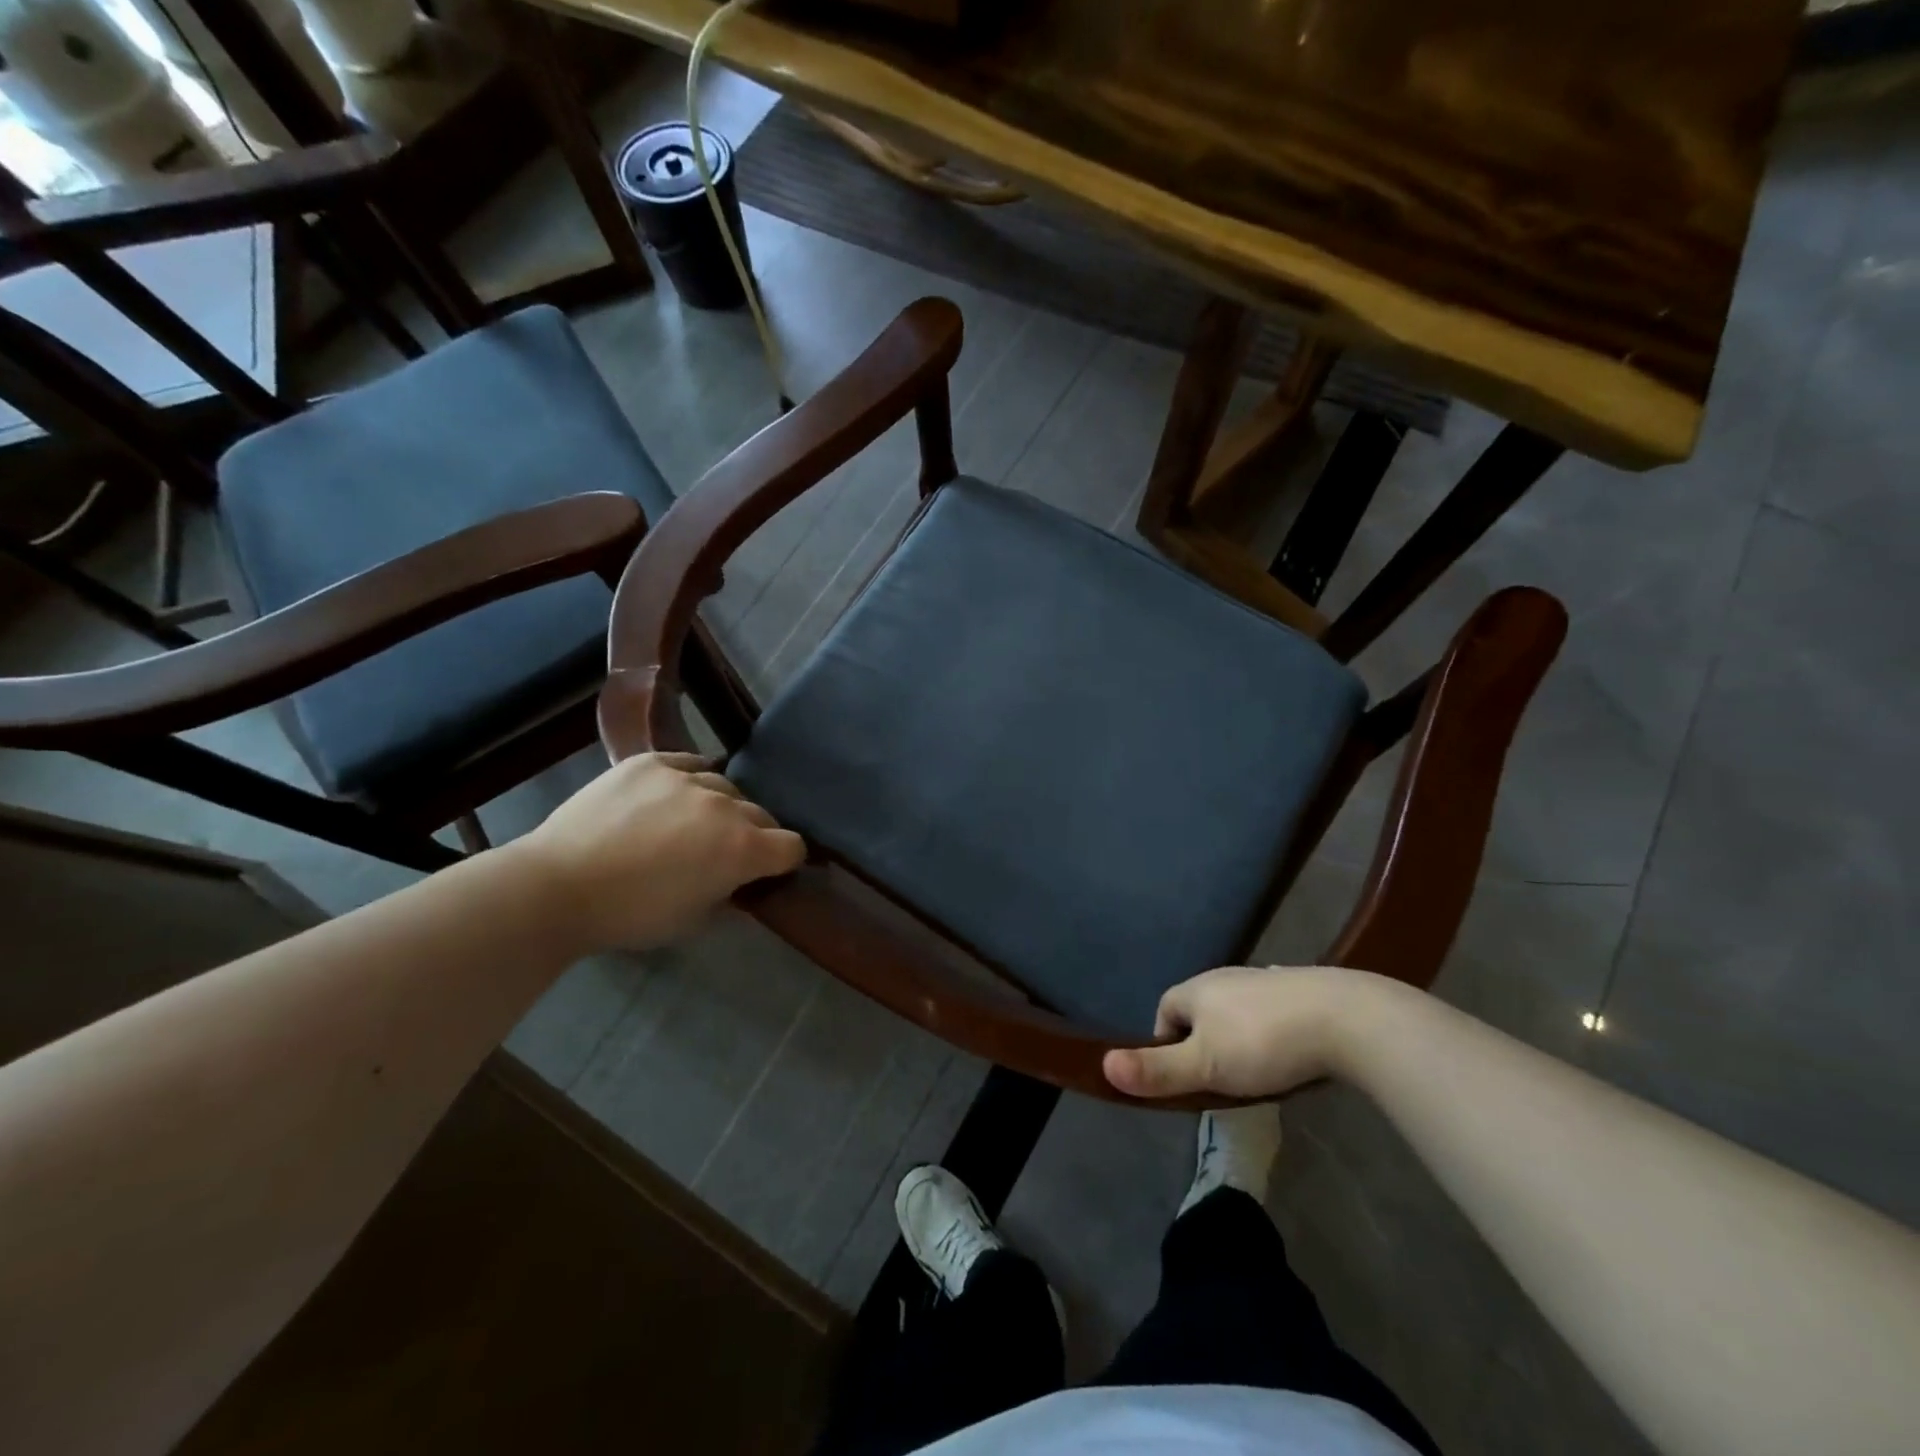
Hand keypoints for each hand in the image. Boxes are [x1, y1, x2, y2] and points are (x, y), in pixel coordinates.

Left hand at [510, 752, 805, 952]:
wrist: (557, 886)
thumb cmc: (630, 915)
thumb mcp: (694, 921)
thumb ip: (730, 896)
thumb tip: (741, 882)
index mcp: (742, 849)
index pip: (792, 846)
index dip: (785, 862)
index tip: (769, 872)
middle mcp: (725, 806)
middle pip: (762, 814)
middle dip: (755, 835)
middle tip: (725, 854)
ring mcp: (687, 777)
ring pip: (726, 786)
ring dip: (721, 807)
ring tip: (692, 824)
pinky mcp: (652, 762)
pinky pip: (689, 764)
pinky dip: (689, 781)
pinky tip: (671, 797)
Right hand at [1102, 965, 1378, 1099]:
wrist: (1345, 1017)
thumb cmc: (1264, 1042)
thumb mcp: (1205, 1065)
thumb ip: (1157, 1070)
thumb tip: (1102, 1066)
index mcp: (1197, 989)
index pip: (1164, 1010)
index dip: (1165, 1042)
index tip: (1183, 1077)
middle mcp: (1226, 977)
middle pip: (1201, 1010)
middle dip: (1203, 1042)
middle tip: (1219, 1081)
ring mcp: (1266, 981)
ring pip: (1237, 1011)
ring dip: (1238, 1037)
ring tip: (1256, 1074)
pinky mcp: (1301, 990)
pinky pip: (1272, 1011)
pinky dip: (1272, 1032)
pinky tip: (1290, 1054)